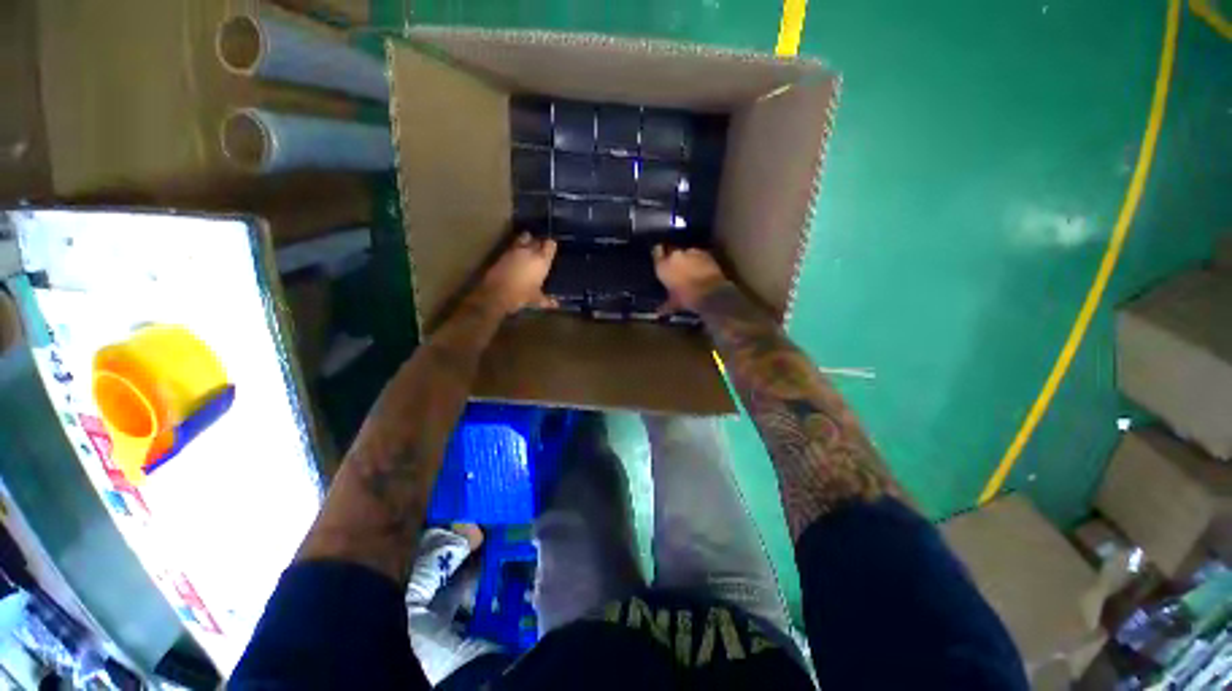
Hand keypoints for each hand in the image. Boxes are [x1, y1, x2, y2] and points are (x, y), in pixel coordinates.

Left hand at [476, 233, 557, 314]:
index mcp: (542, 261)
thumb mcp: (536, 299)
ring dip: (527, 240)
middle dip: (539, 243)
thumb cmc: (521, 295)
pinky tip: (517, 255)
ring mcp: (515, 250)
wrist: (497, 294)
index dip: (551, 246)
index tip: (552, 248)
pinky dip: (516, 247)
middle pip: (537, 240)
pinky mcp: (503, 253)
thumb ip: (547, 300)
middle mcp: (530, 252)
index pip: (550, 245)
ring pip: (524, 238)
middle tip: (540, 249)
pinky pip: (513, 245)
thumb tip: (556, 304)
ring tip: (528, 246)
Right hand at [652, 245, 729, 310]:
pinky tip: (702, 270)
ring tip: (691, 271)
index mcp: (663, 266)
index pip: (656, 253)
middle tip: (678, 270)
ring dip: (688, 260)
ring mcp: (691, 252)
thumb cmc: (687, 298)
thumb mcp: (674, 303)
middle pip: (672, 252)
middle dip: (675, 260)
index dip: (659, 256)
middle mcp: (675, 255)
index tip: (661, 260)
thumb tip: (659, 311)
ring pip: (686, 253)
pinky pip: (699, 255)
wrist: (711, 293)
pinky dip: (699, 261)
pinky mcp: (705, 253)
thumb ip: (665, 304)